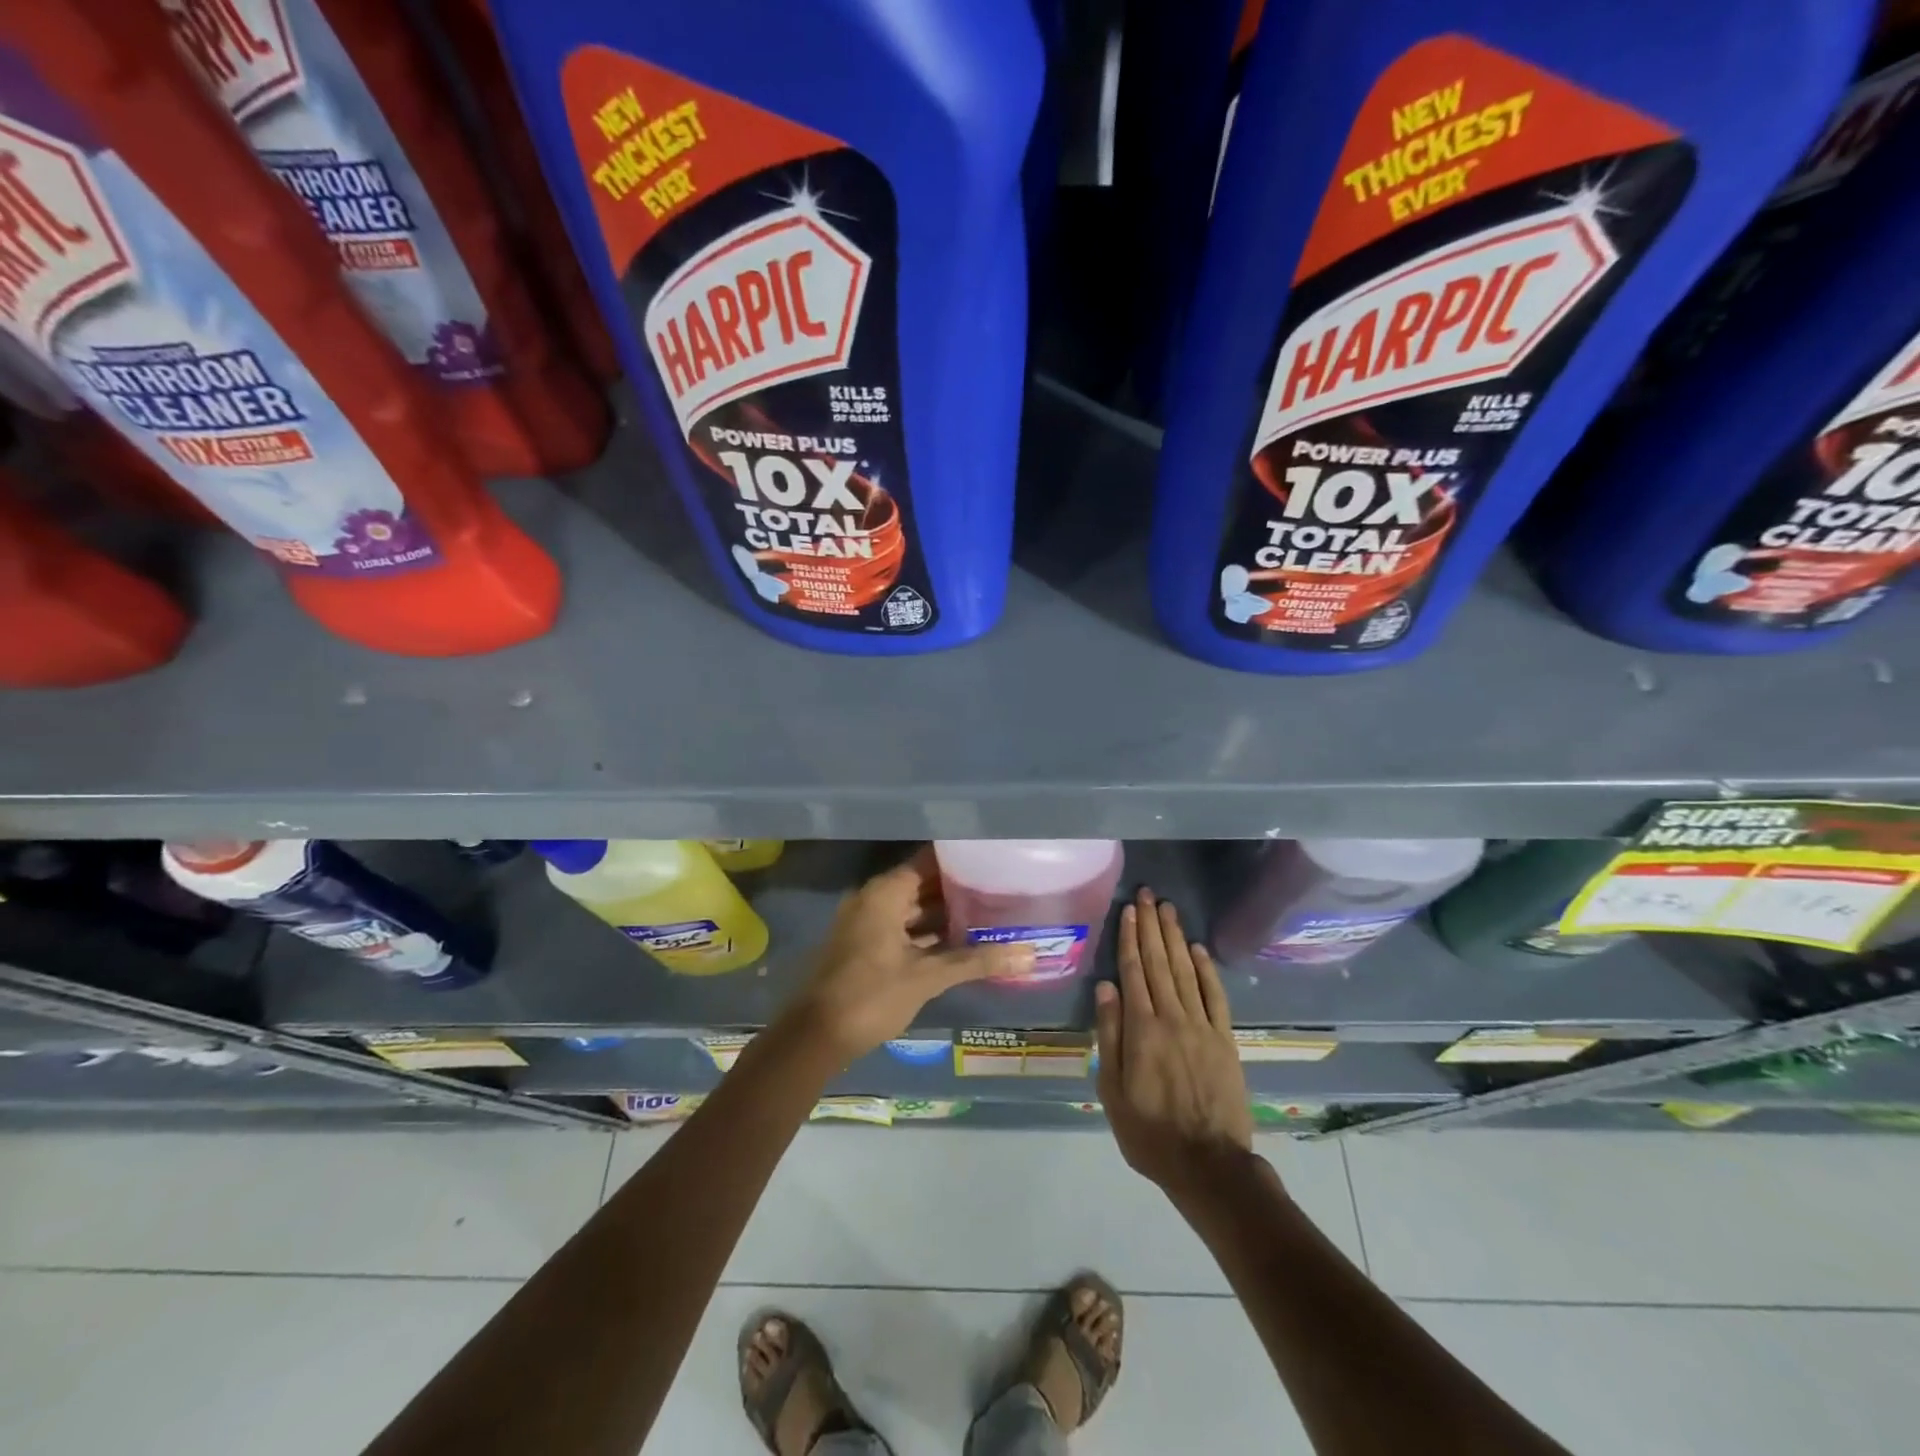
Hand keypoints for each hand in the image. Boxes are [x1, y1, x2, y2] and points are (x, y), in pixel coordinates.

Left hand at [781, 848, 1032, 1065]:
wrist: (815, 1036)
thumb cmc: (871, 995)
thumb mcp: (927, 977)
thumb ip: (977, 961)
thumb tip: (1029, 955)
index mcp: (884, 893)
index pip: (928, 860)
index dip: (960, 859)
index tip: (992, 859)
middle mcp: (873, 899)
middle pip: (922, 883)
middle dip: (957, 888)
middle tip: (999, 888)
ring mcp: (867, 923)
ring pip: (912, 909)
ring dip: (944, 913)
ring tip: (988, 913)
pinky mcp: (865, 946)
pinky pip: (902, 928)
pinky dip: (927, 933)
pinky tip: (959, 943)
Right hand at [1095, 889, 1253, 1195]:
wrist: (1208, 1164)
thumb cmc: (1150, 1132)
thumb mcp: (1113, 1091)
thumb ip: (1110, 1036)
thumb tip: (1106, 988)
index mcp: (1142, 1029)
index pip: (1133, 971)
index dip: (1130, 938)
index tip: (1128, 911)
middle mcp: (1172, 1017)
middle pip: (1159, 962)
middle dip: (1151, 926)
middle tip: (1147, 894)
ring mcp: (1202, 1026)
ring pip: (1185, 971)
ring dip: (1175, 937)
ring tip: (1167, 909)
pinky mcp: (1225, 1039)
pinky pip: (1215, 995)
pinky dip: (1206, 969)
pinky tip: (1198, 948)